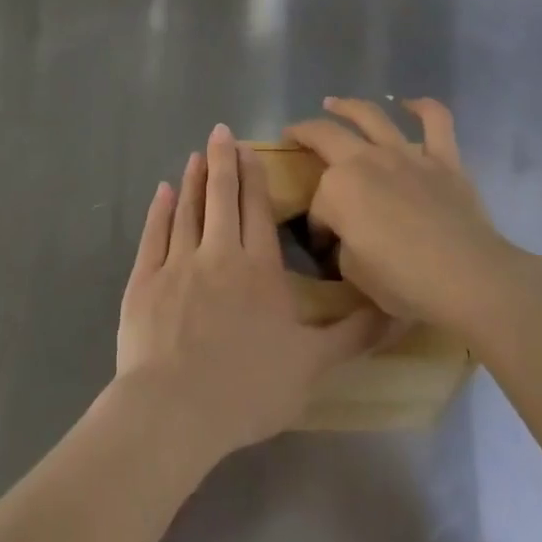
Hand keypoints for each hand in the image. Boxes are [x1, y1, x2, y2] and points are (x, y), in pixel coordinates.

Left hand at [116, 123, 383, 461]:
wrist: (175, 410)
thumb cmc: (248, 388)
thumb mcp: (312, 366)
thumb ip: (352, 335)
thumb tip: (397, 312)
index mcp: (258, 269)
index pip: (257, 210)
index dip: (253, 177)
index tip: (248, 149)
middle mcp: (218, 254)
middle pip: (222, 198)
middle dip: (222, 161)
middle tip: (219, 132)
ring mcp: (177, 264)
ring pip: (188, 209)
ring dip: (193, 180)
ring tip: (195, 156)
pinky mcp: (144, 280)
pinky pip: (153, 234)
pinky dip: (159, 209)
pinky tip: (163, 191)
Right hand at [285, 98, 516, 331]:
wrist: (468, 278)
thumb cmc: (404, 282)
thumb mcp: (354, 273)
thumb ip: (344, 245)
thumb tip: (349, 236)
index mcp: (338, 188)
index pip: (318, 204)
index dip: (316, 226)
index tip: (323, 246)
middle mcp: (366, 160)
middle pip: (326, 136)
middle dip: (304, 133)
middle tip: (293, 133)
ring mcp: (406, 155)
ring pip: (371, 116)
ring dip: (348, 106)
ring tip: (333, 102)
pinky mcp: (443, 159)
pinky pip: (436, 121)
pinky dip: (423, 107)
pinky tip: (410, 104)